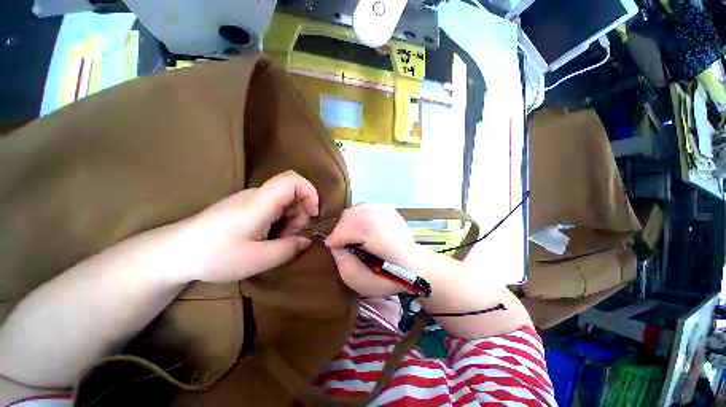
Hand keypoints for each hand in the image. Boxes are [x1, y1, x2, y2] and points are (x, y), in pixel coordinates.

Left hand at [172, 171, 318, 282]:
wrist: (174, 253)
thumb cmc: (215, 255)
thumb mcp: (258, 259)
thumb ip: (289, 249)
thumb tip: (306, 241)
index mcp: (261, 202)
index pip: (293, 179)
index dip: (310, 192)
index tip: (313, 214)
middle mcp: (258, 195)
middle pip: (292, 194)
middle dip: (300, 215)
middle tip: (290, 239)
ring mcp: (250, 200)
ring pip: (283, 202)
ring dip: (289, 221)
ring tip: (277, 243)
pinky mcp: (245, 207)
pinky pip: (272, 208)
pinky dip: (279, 223)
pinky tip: (267, 239)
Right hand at [325, 204, 423, 295]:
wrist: (411, 264)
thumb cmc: (388, 278)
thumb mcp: (364, 284)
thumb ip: (347, 267)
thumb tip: (335, 246)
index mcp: (395, 248)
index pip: (368, 229)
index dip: (344, 232)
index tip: (330, 244)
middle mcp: (396, 226)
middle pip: (363, 215)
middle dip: (342, 226)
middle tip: (336, 241)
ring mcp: (394, 215)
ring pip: (363, 208)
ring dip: (347, 220)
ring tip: (344, 234)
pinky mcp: (390, 210)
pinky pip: (366, 206)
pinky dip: (355, 214)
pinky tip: (354, 225)